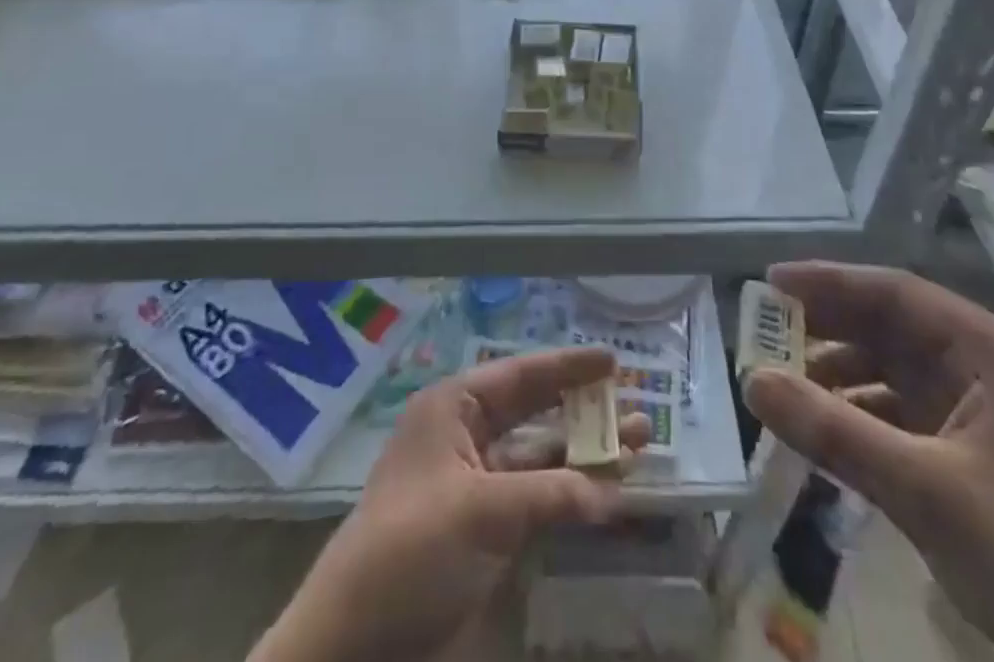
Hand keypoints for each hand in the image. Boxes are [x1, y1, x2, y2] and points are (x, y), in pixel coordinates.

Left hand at [253, 347, 648, 661]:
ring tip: (638, 447)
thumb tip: (612, 491)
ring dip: (586, 455)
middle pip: (537, 413)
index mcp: (453, 409)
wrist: (355, 641)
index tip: (613, 359)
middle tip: (636, 406)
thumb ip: (550, 494)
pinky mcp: (485, 529)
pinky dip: (571, 497)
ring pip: (542, 458)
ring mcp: (477, 484)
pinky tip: (608, 495)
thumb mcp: (480, 511)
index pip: (521, 375)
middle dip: (586, 410)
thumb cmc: (411, 549)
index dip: (568, 366)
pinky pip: (538, 499)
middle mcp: (466, 436)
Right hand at [743, 263, 993, 661]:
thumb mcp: (926, 492)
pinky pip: (907, 413)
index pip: (897, 293)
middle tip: (766, 330)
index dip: (829, 282)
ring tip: (785, 384)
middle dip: (829, 328)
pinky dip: (863, 416)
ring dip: (841, 375)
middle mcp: (992, 368)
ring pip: (896, 370)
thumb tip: (752, 380)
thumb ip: (834, 431)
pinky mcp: (981, 454)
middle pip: (894, 327)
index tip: (770, 282)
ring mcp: (989, 412)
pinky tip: (826, 431)